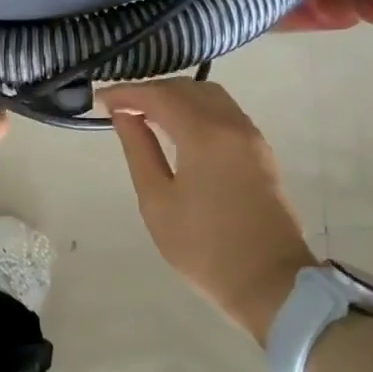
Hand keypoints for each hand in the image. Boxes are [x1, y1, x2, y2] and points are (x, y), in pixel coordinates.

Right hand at [99, 80, 316, 344]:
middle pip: (187, 88)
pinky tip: (178, 128)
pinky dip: (197, 109)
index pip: (160, 96)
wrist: (271, 283)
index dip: (128, 92)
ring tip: (147, 114)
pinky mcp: (261, 151)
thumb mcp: (157, 201)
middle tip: (121, 106)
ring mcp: (251, 136)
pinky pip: (225, 112)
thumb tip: (124, 115)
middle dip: (151, 90)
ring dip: (176, 97)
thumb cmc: (204, 247)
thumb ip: (139, 150)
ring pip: (210, 96)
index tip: (102, 99)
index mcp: (205, 135)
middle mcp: (232, 124)